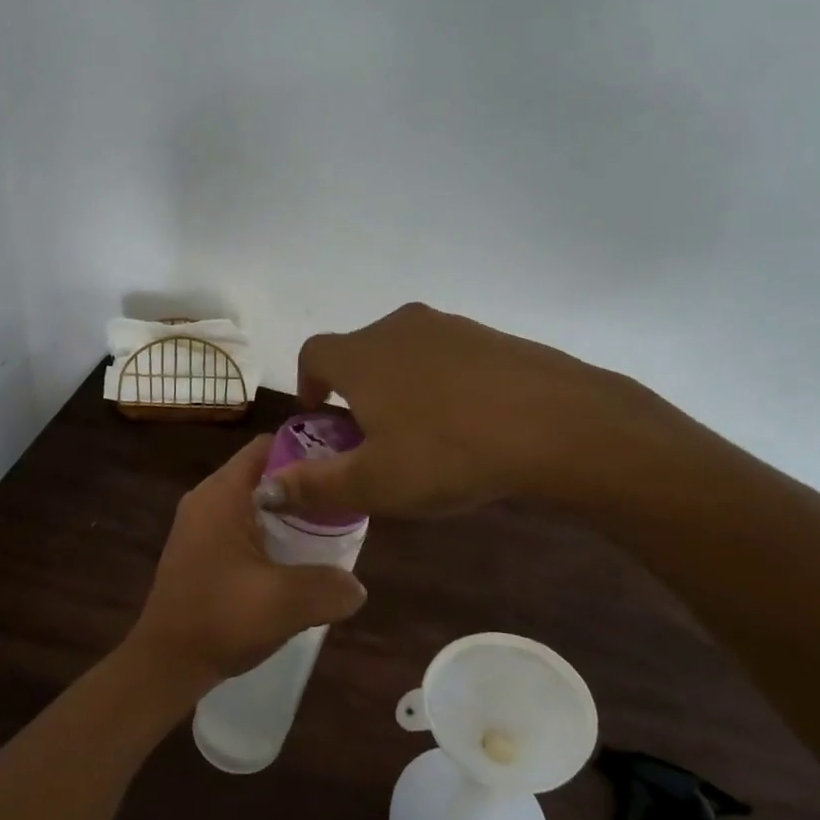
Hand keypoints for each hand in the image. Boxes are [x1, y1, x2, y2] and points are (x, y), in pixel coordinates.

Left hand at [125, 436, 366, 696]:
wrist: (165, 663)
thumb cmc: (220, 620)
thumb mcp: (285, 603)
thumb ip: (330, 587)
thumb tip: (357, 586)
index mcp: (223, 494)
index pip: (269, 446)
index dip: (308, 450)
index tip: (342, 470)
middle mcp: (208, 498)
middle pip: (264, 472)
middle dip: (303, 486)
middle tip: (343, 505)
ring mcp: (200, 524)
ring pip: (255, 501)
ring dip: (288, 513)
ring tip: (327, 532)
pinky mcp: (200, 548)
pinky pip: (242, 524)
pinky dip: (270, 532)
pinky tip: (294, 560)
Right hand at [262, 302, 685, 518]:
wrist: (557, 423)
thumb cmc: (448, 452)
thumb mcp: (375, 482)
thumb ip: (314, 487)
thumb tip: (263, 492)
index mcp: (362, 355)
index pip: (314, 354)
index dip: (307, 384)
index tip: (320, 419)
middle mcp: (399, 328)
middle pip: (360, 354)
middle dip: (355, 392)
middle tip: (371, 439)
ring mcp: (450, 327)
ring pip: (406, 354)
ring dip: (399, 387)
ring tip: (422, 435)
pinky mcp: (492, 336)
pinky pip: (449, 358)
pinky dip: (442, 384)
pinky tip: (468, 424)